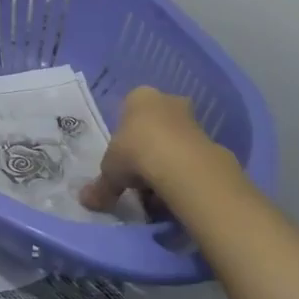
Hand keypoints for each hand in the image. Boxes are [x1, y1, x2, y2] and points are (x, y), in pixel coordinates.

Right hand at [81, 86, 244, 213]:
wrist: (183, 166)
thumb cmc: (136, 152)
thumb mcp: (109, 170)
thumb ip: (101, 186)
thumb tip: (85, 201)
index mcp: (140, 98)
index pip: (129, 111)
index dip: (125, 137)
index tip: (122, 160)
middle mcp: (168, 102)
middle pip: (155, 126)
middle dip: (149, 149)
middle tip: (139, 176)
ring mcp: (193, 121)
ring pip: (175, 143)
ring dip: (167, 164)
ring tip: (157, 194)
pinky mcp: (213, 142)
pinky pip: (192, 160)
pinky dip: (185, 175)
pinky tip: (176, 196)